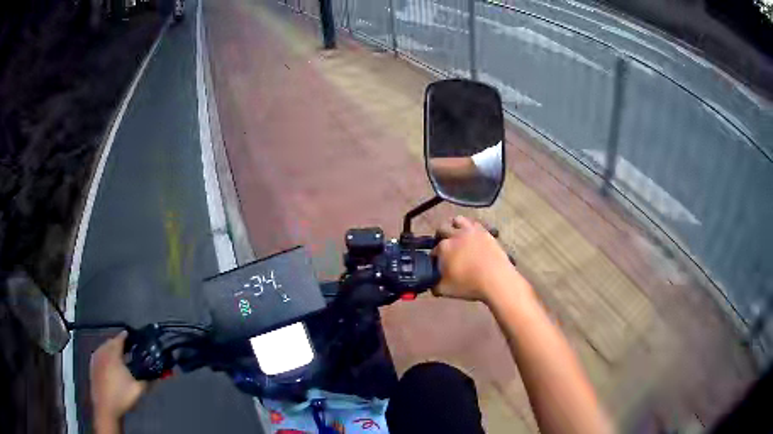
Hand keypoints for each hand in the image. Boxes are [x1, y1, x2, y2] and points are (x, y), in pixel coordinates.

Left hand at [90, 331, 149, 424]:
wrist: (105, 408)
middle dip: (119, 343)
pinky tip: (111, 366)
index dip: (127, 336)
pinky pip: (100, 355)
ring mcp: (95, 358)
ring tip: (120, 357)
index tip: (133, 336)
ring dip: (112, 350)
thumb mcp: (138, 389)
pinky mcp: (92, 366)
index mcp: (113, 354)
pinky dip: (106, 356)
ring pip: (104, 348)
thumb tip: (157, 376)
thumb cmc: (121, 396)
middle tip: (129, 349)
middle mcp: (102, 352)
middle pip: (111, 342)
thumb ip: (148, 380)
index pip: (120, 338)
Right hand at [432, 215, 526, 303]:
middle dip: (440, 236)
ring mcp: (472, 231)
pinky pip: (475, 224)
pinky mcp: (486, 232)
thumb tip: (432, 283)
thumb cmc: (469, 285)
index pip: (433, 250)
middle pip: (442, 229)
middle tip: (444, 246)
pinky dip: (471, 228)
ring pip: (458, 220)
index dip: (434, 257)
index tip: (437, 264)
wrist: (496, 279)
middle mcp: (456, 235)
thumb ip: (434, 285)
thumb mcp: (445, 290)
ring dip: (454, 226)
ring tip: (457, 236)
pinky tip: (473, 237)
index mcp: (444, 247)